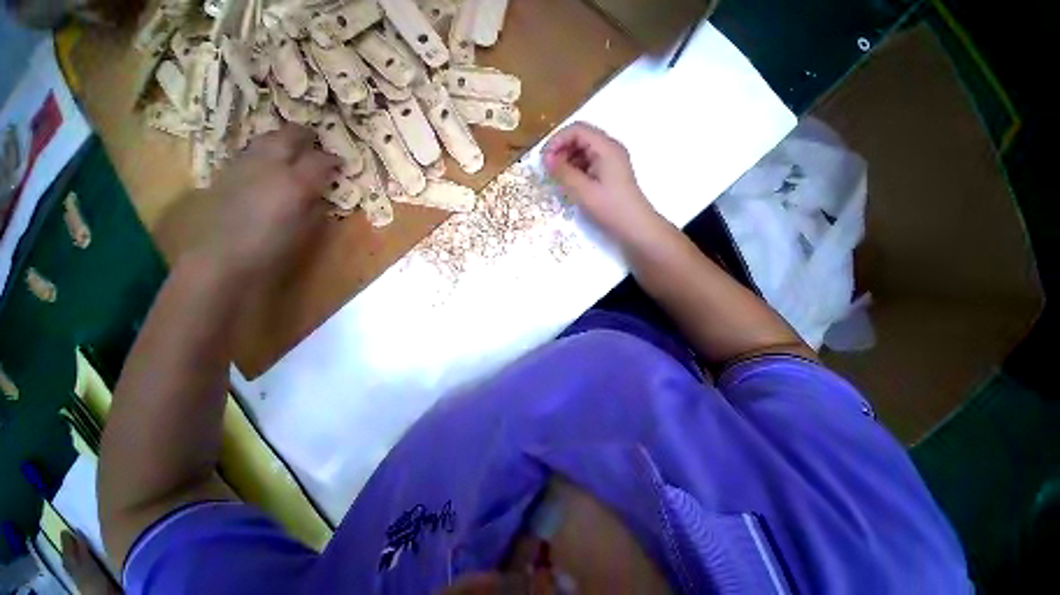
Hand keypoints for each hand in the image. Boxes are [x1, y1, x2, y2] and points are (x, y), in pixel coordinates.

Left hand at [193, 124, 340, 276]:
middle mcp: (269, 165)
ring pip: (266, 139)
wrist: (221, 259)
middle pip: (289, 136)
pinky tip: (268, 163)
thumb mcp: (307, 231)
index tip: (340, 163)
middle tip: (316, 140)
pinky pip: (250, 152)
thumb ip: (316, 207)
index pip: (320, 160)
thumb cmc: (273, 250)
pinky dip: (263, 152)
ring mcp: (244, 165)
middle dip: (305, 136)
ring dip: (282, 140)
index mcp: (295, 182)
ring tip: (292, 147)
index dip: (333, 159)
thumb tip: (321, 195)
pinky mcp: (226, 172)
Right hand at [543, 122, 662, 246]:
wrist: (636, 227)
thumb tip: (546, 158)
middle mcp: (610, 148)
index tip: (544, 159)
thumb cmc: (611, 208)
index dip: (557, 140)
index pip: (577, 130)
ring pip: (584, 151)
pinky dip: (577, 169)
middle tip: (549, 170)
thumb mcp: (584, 191)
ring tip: (558, 178)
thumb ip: (564, 172)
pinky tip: (570, 183)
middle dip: (562, 150)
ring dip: (568, 161)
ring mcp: (611, 161)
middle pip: (581, 138)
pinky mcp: (610, 173)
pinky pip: (589, 163)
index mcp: (606, 147)